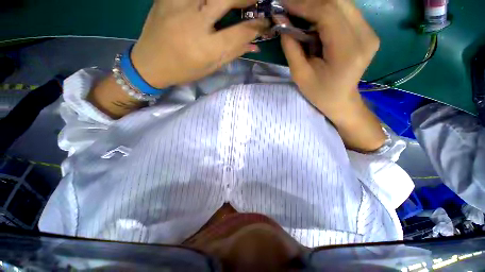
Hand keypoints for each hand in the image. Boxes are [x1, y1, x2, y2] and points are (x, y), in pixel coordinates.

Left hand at [131, 0, 268, 88]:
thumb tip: (254, 45)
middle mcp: (194, 23)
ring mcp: (178, 5)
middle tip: (255, 2)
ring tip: (235, 3)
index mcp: (206, 48)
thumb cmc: (183, 71)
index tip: (265, 23)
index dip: (257, 26)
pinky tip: (210, 4)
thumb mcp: (210, 68)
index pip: (240, 32)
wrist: (149, 63)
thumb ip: (232, 54)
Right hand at [280, 0, 378, 120]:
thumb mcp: (300, 74)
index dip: (303, 4)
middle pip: (337, 2)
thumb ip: (291, 46)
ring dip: (318, 5)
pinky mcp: (368, 31)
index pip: (327, 13)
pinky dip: (327, 11)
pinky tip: (314, 20)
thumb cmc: (319, 93)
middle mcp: (365, 36)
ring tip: (299, 14)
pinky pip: (346, 11)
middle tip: (290, 7)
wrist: (341, 100)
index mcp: (348, 51)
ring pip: (342, 3)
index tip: (283, 4)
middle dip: (310, 2)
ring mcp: (370, 31)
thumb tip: (280, 20)